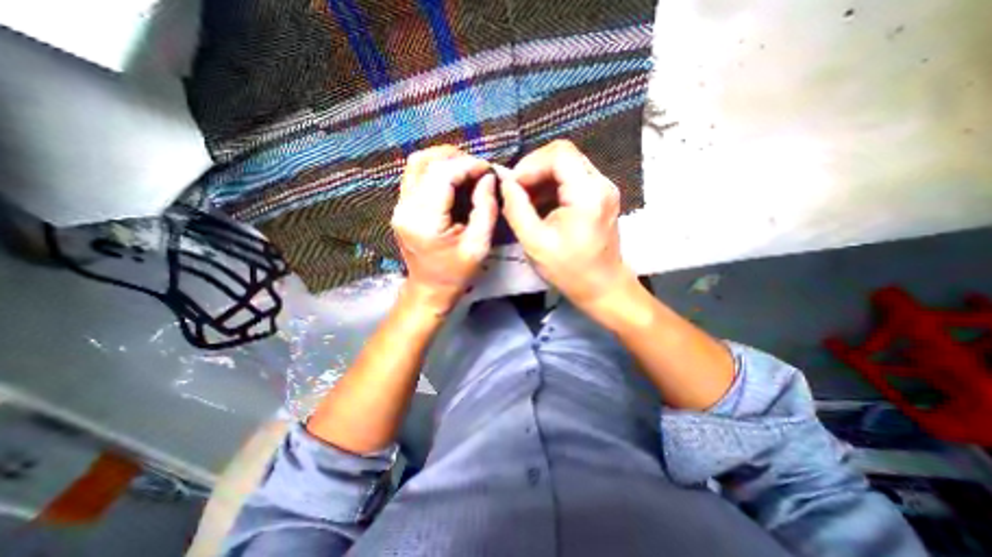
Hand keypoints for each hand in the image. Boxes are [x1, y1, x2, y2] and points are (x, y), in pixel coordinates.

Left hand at [388, 145, 494, 312]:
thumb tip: (488, 178)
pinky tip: (453, 177)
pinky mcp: (401, 207)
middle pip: (426, 162)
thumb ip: (486, 209)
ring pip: (417, 164)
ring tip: (467, 168)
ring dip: (444, 159)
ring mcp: (399, 206)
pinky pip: (415, 176)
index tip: (488, 169)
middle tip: (478, 168)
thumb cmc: (457, 273)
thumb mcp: (479, 246)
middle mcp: (405, 208)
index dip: (468, 165)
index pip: (443, 175)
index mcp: (425, 221)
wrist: (429, 289)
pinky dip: (435, 169)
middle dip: (457, 158)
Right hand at [501, 140, 629, 310]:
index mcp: (588, 194)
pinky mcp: (600, 196)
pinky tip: (540, 204)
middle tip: (516, 191)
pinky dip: (552, 186)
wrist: (602, 287)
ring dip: (542, 178)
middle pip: (564, 155)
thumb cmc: (569, 270)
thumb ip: (516, 209)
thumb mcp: (535, 242)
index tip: (513, 185)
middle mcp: (601, 184)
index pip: (559, 153)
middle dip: (534, 169)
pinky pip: (573, 179)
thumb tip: (505, 183)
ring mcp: (603, 189)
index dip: (531, 163)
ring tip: (525, 199)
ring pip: (567, 165)